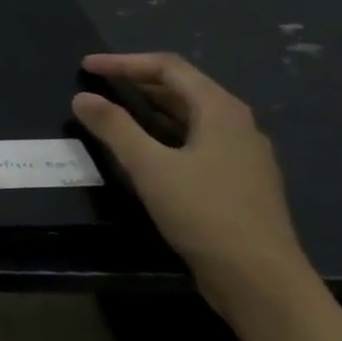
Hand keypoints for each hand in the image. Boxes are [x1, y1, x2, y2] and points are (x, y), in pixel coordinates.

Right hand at [72, 52, 311, 309]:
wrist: (258, 278)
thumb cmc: (204, 214)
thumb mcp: (150, 167)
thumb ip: (114, 128)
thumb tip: (83, 97)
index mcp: (221, 111)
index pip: (169, 68)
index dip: (124, 62)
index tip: (86, 67)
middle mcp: (237, 124)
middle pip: (183, 88)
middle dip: (137, 81)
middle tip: (97, 83)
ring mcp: (241, 154)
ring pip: (190, 116)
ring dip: (150, 107)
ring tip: (114, 109)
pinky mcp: (236, 180)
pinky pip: (195, 140)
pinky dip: (163, 132)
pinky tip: (145, 149)